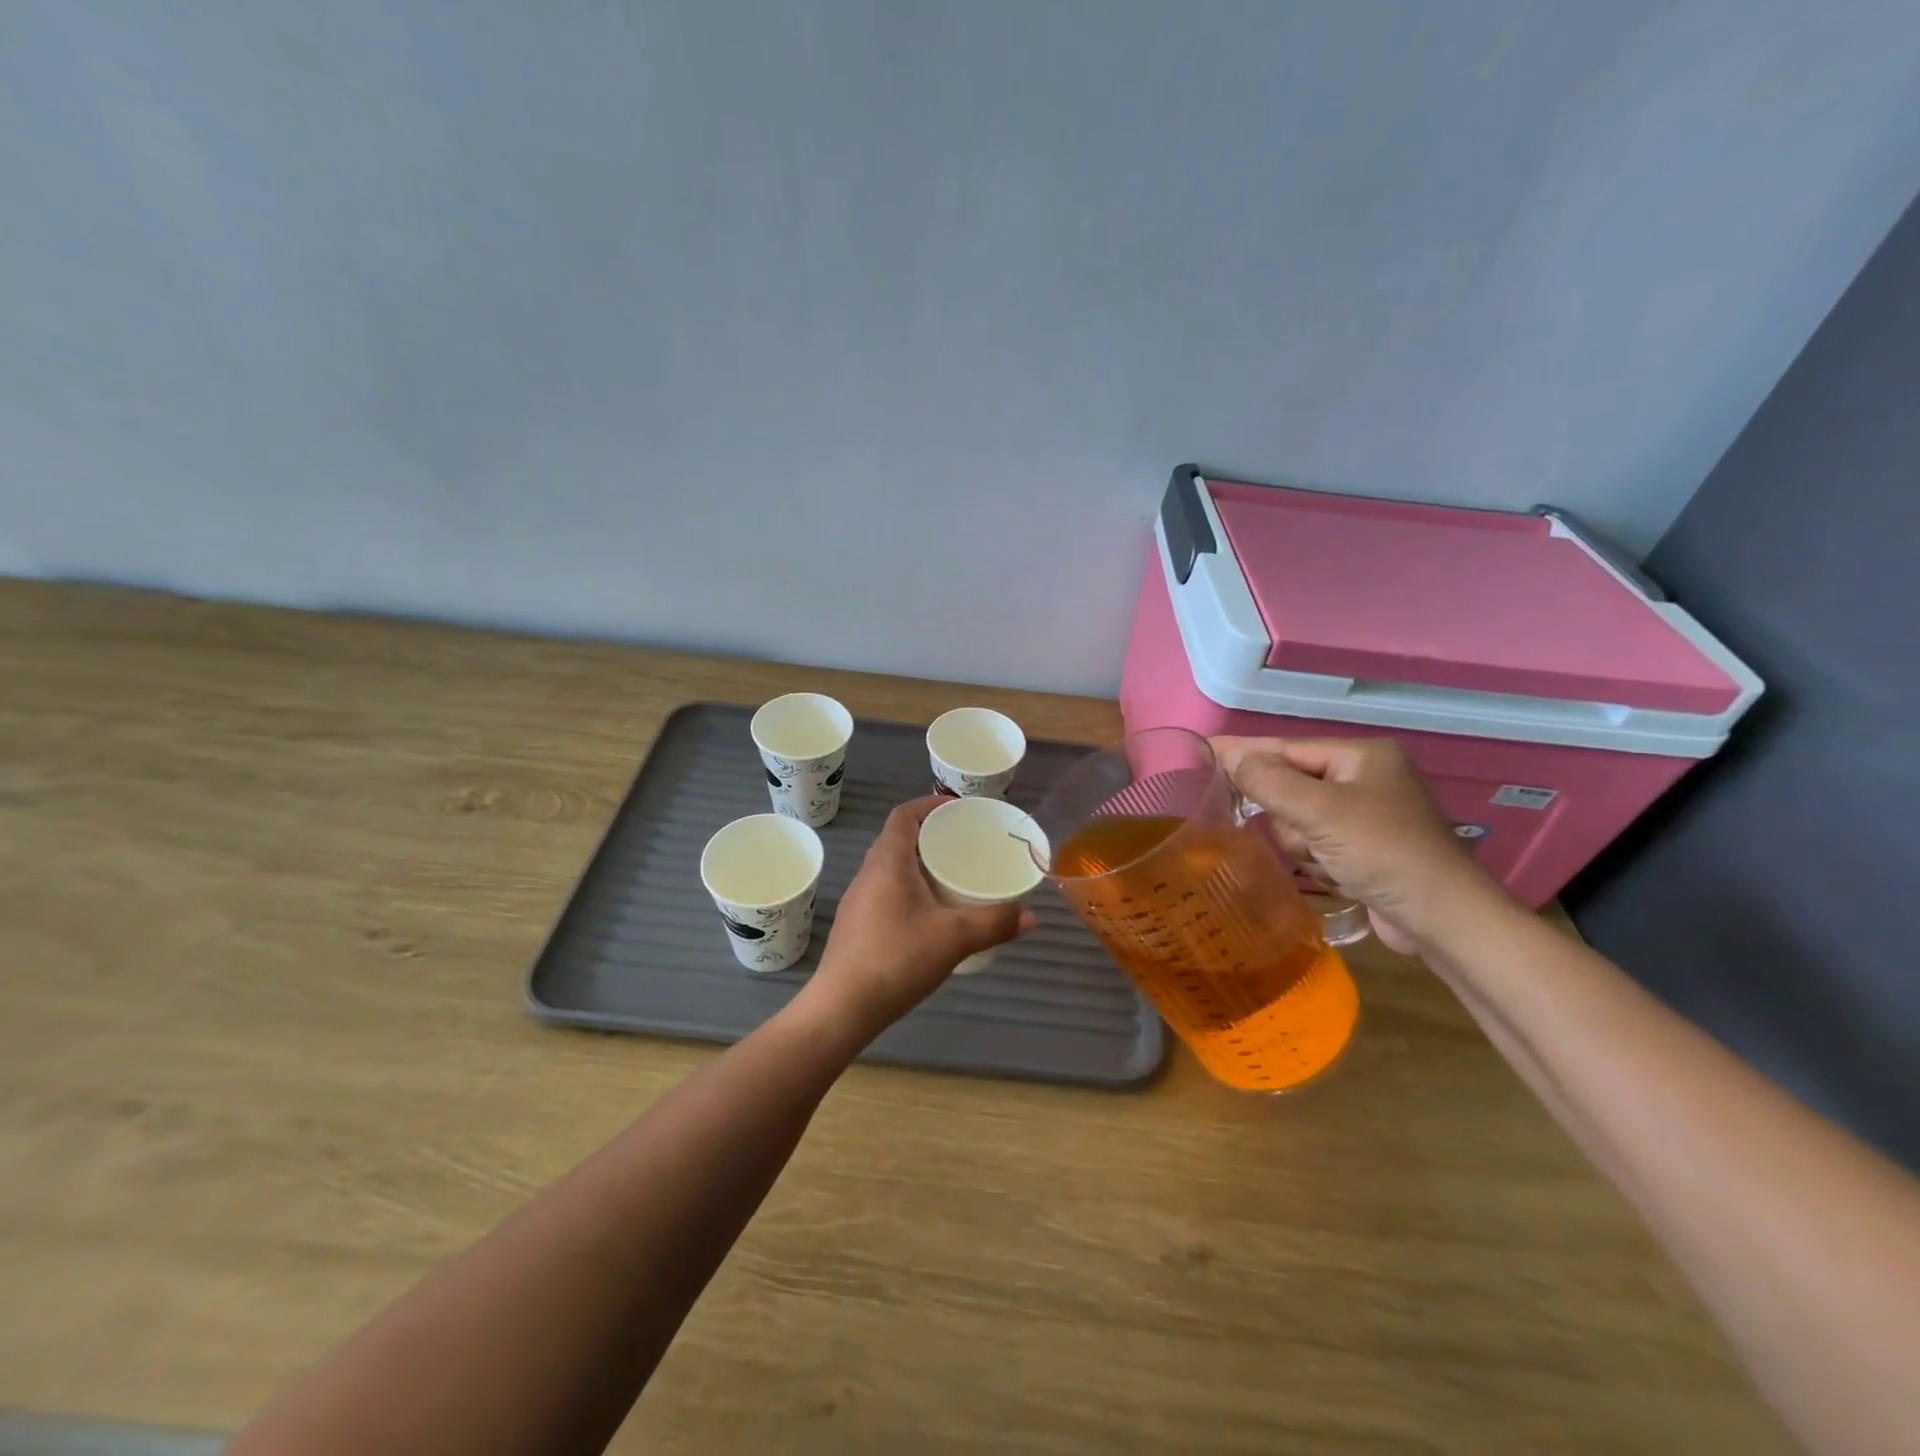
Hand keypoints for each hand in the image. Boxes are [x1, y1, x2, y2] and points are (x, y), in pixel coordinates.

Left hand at [806, 797, 1035, 1037]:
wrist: (841, 1008)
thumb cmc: (896, 959)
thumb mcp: (954, 939)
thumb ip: (995, 923)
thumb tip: (1031, 916)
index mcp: (888, 862)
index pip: (904, 815)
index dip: (930, 804)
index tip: (959, 810)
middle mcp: (868, 873)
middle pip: (899, 839)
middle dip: (932, 836)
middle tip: (966, 845)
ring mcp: (858, 901)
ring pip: (892, 868)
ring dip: (920, 865)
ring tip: (953, 877)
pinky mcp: (857, 926)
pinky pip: (886, 892)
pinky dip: (910, 890)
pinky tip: (931, 916)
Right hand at [1211, 736, 1496, 952]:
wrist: (1442, 919)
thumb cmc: (1383, 852)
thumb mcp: (1320, 811)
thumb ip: (1269, 781)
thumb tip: (1232, 758)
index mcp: (1361, 757)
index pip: (1286, 749)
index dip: (1243, 752)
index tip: (1202, 749)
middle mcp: (1363, 780)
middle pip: (1289, 789)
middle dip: (1290, 819)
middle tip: (1308, 838)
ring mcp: (1365, 817)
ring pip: (1298, 823)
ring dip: (1305, 847)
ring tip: (1331, 863)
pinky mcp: (1364, 851)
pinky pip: (1315, 847)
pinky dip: (1320, 864)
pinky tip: (1341, 878)